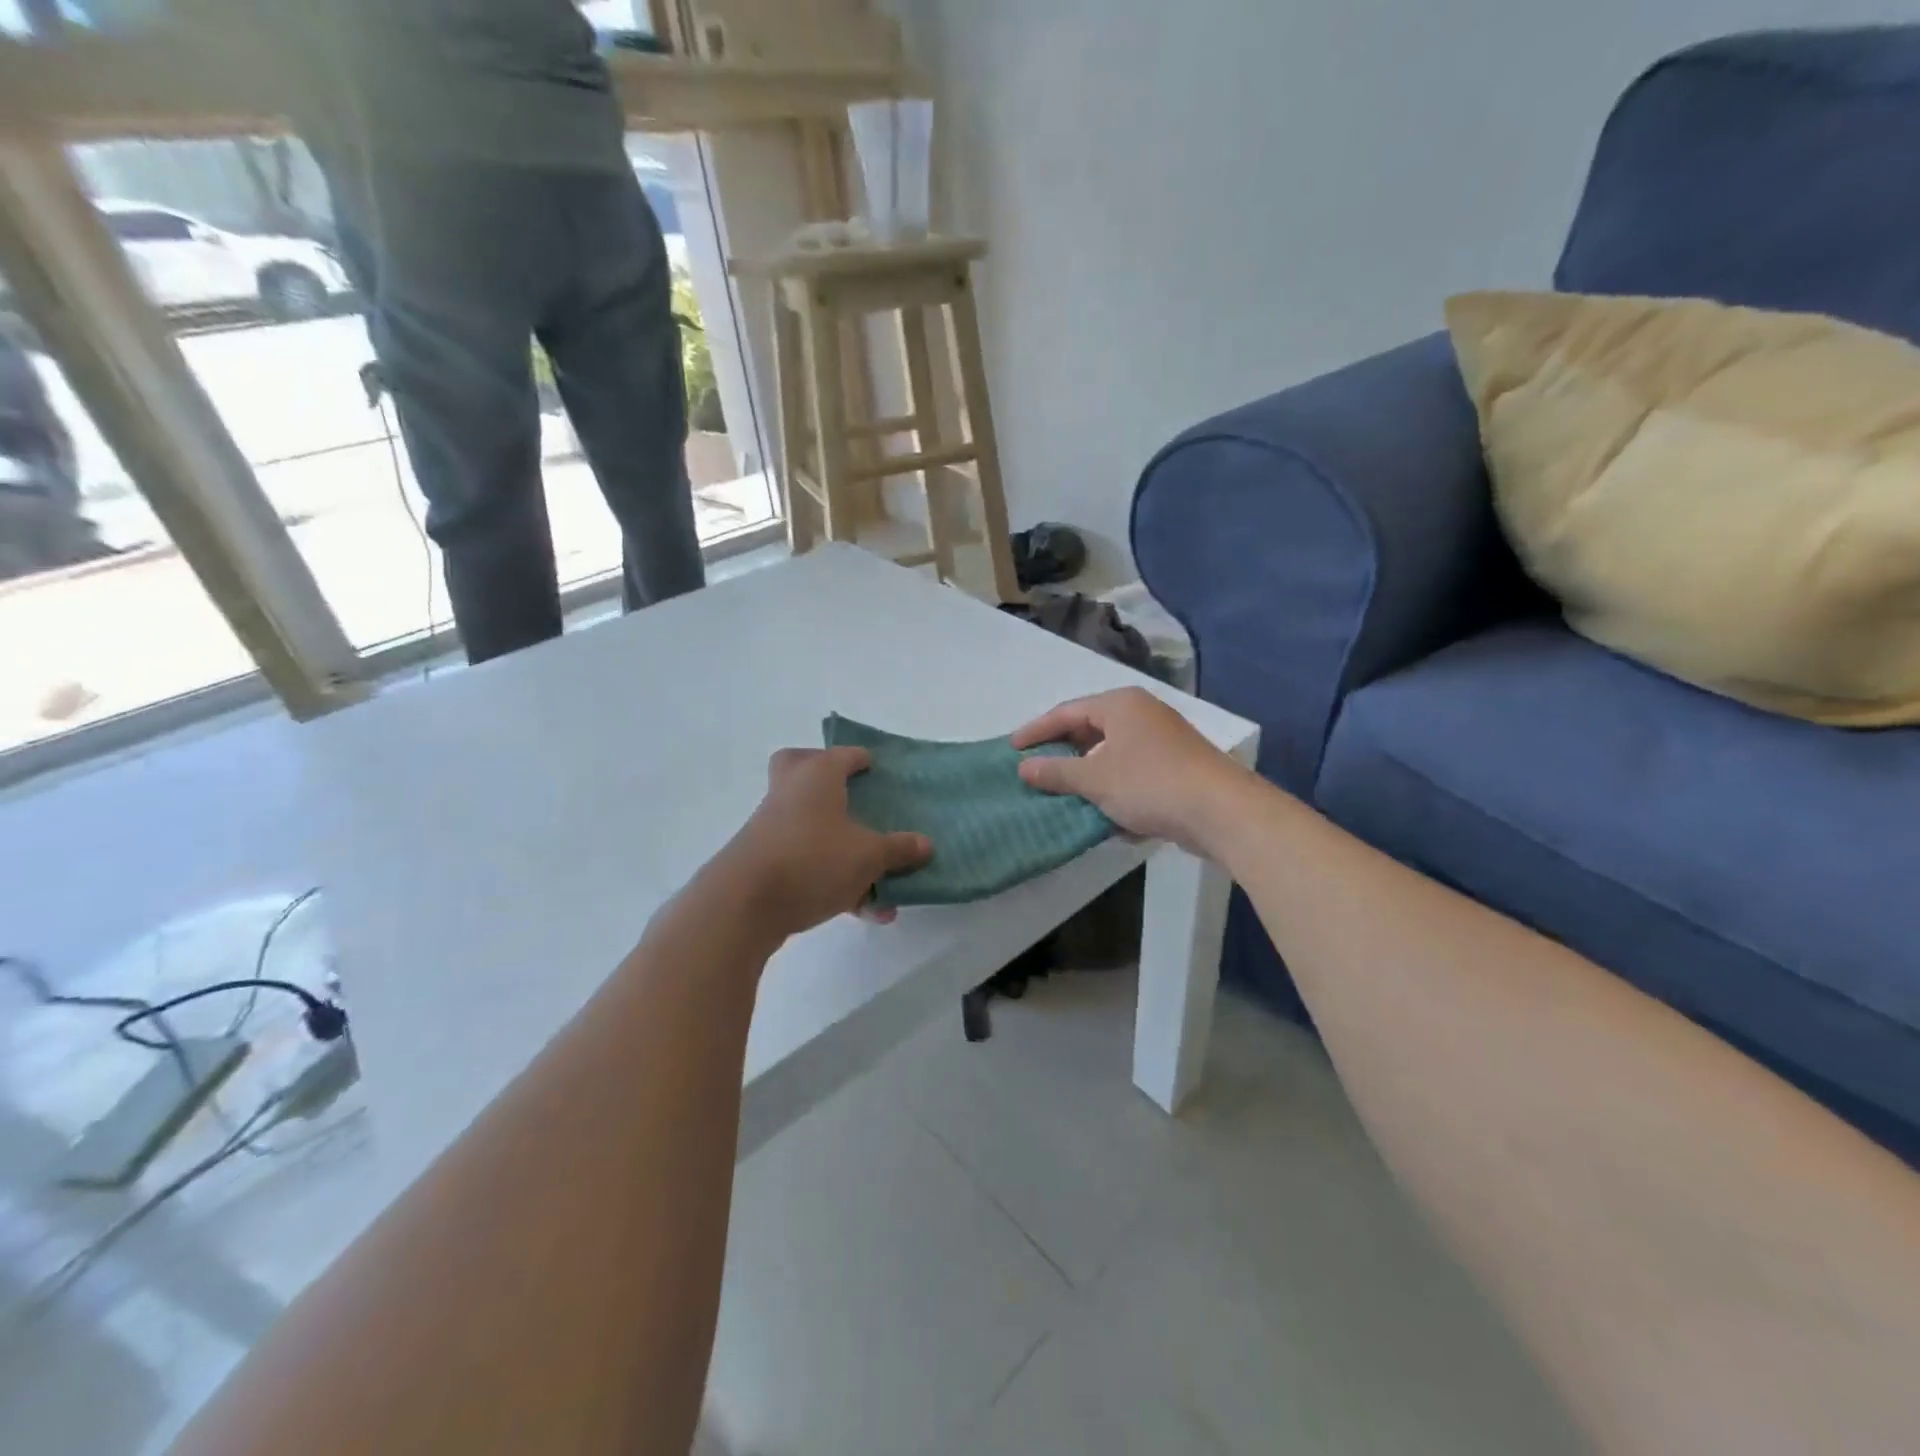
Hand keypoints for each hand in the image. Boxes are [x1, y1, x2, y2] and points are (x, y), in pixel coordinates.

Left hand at [714, 747, 931, 941]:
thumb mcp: (869, 856)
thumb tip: (926, 844)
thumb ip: (899, 849)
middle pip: (801, 769)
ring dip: (843, 847)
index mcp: (817, 775)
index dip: (863, 760)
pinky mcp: (765, 863)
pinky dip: (834, 880)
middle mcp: (791, 792)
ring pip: (810, 825)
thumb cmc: (813, 859)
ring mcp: (773, 828)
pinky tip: (865, 911)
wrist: (743, 905)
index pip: (844, 754)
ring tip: (881, 880)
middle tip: (852, 794)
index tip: (879, 770)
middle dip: (826, 779)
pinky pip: (807, 863)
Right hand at [1012, 688, 1252, 855]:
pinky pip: (1131, 770)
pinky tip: (1101, 808)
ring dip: (1087, 772)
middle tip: (1034, 769)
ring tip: (1062, 790)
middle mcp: (1141, 714)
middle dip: (1062, 751)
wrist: (1220, 811)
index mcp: (1120, 705)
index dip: (1036, 731)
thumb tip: (1023, 767)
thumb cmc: (1150, 784)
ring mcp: (1162, 739)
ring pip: (1111, 752)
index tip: (1012, 749)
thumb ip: (1056, 772)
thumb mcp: (1095, 779)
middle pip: (1089, 728)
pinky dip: (1112, 785)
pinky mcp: (1175, 766)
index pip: (1066, 712)